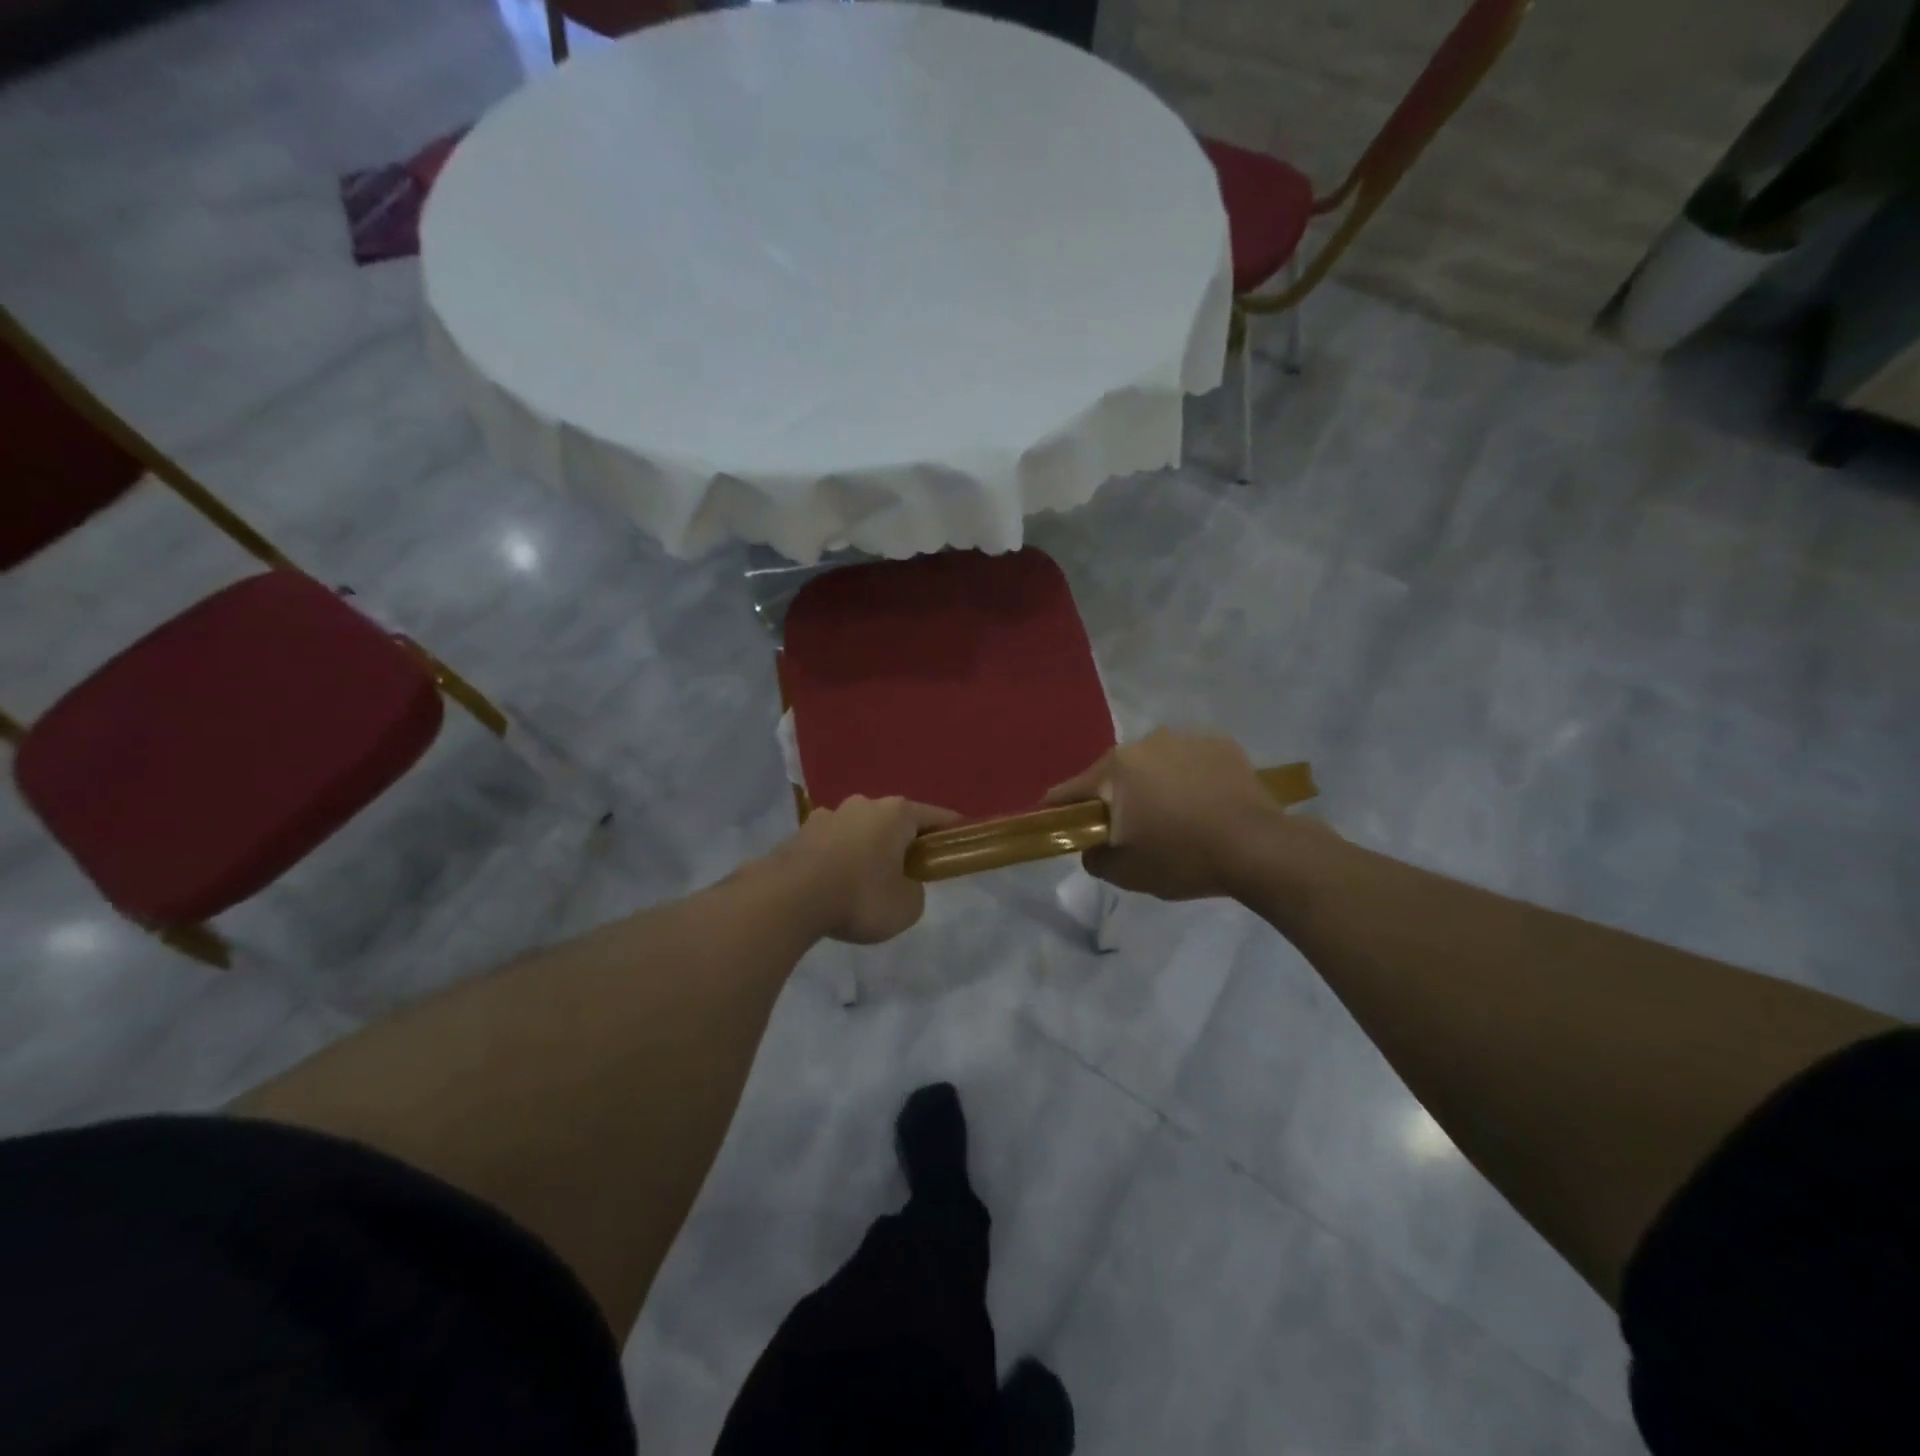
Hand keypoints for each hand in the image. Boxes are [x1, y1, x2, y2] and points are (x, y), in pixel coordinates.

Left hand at [779, 796, 958, 943]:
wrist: (788, 898)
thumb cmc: (860, 896)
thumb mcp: (907, 906)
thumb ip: (914, 891)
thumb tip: (901, 884)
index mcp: (897, 813)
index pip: (935, 817)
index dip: (950, 832)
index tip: (956, 845)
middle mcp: (864, 804)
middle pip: (894, 821)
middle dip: (902, 842)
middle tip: (907, 872)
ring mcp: (829, 815)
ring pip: (860, 831)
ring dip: (867, 849)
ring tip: (864, 883)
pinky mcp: (801, 832)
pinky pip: (831, 844)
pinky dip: (838, 859)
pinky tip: (834, 885)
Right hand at [1046, 729, 1311, 900]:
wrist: (1258, 848)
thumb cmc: (1183, 858)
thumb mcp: (1126, 873)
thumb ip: (1094, 858)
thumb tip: (1091, 846)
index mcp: (1114, 770)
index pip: (1069, 791)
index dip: (1060, 811)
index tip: (1062, 826)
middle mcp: (1144, 743)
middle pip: (1114, 774)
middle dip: (1117, 798)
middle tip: (1134, 829)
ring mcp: (1184, 738)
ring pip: (1154, 764)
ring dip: (1155, 784)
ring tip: (1177, 816)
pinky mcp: (1220, 743)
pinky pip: (1190, 761)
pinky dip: (1190, 778)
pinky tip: (1206, 803)